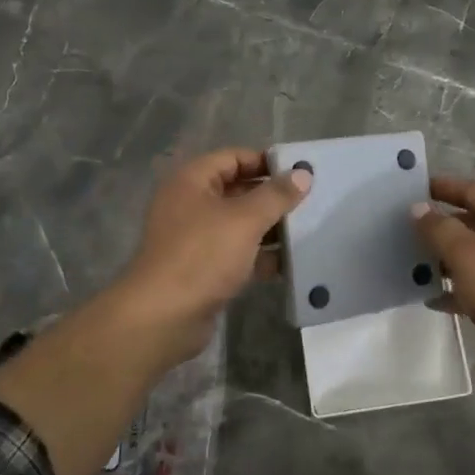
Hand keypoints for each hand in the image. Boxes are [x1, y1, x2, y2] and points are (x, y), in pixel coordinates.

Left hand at [113, 147, 312, 365]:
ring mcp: (196, 239)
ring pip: (240, 224)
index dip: (265, 161)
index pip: (233, 158)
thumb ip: (276, 195)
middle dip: (272, 197)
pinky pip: (238, 254)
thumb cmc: (202, 255)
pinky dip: (261, 256)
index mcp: (192, 182)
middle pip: (238, 190)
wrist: (163, 316)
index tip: (299, 172)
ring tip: (308, 229)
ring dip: (270, 228)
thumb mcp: (245, 219)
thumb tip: (304, 174)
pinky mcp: (204, 270)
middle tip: (310, 201)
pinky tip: (290, 262)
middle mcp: (190, 205)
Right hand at [411, 176, 474, 392]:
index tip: (411, 191)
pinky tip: (434, 300)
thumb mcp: (465, 254)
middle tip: (406, 231)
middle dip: (440, 225)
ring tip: (413, 265)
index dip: (442, 187)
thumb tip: (418, 209)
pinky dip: (459, 287)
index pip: (472, 188)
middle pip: (473, 219)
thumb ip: (438, 229)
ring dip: (446, 257)